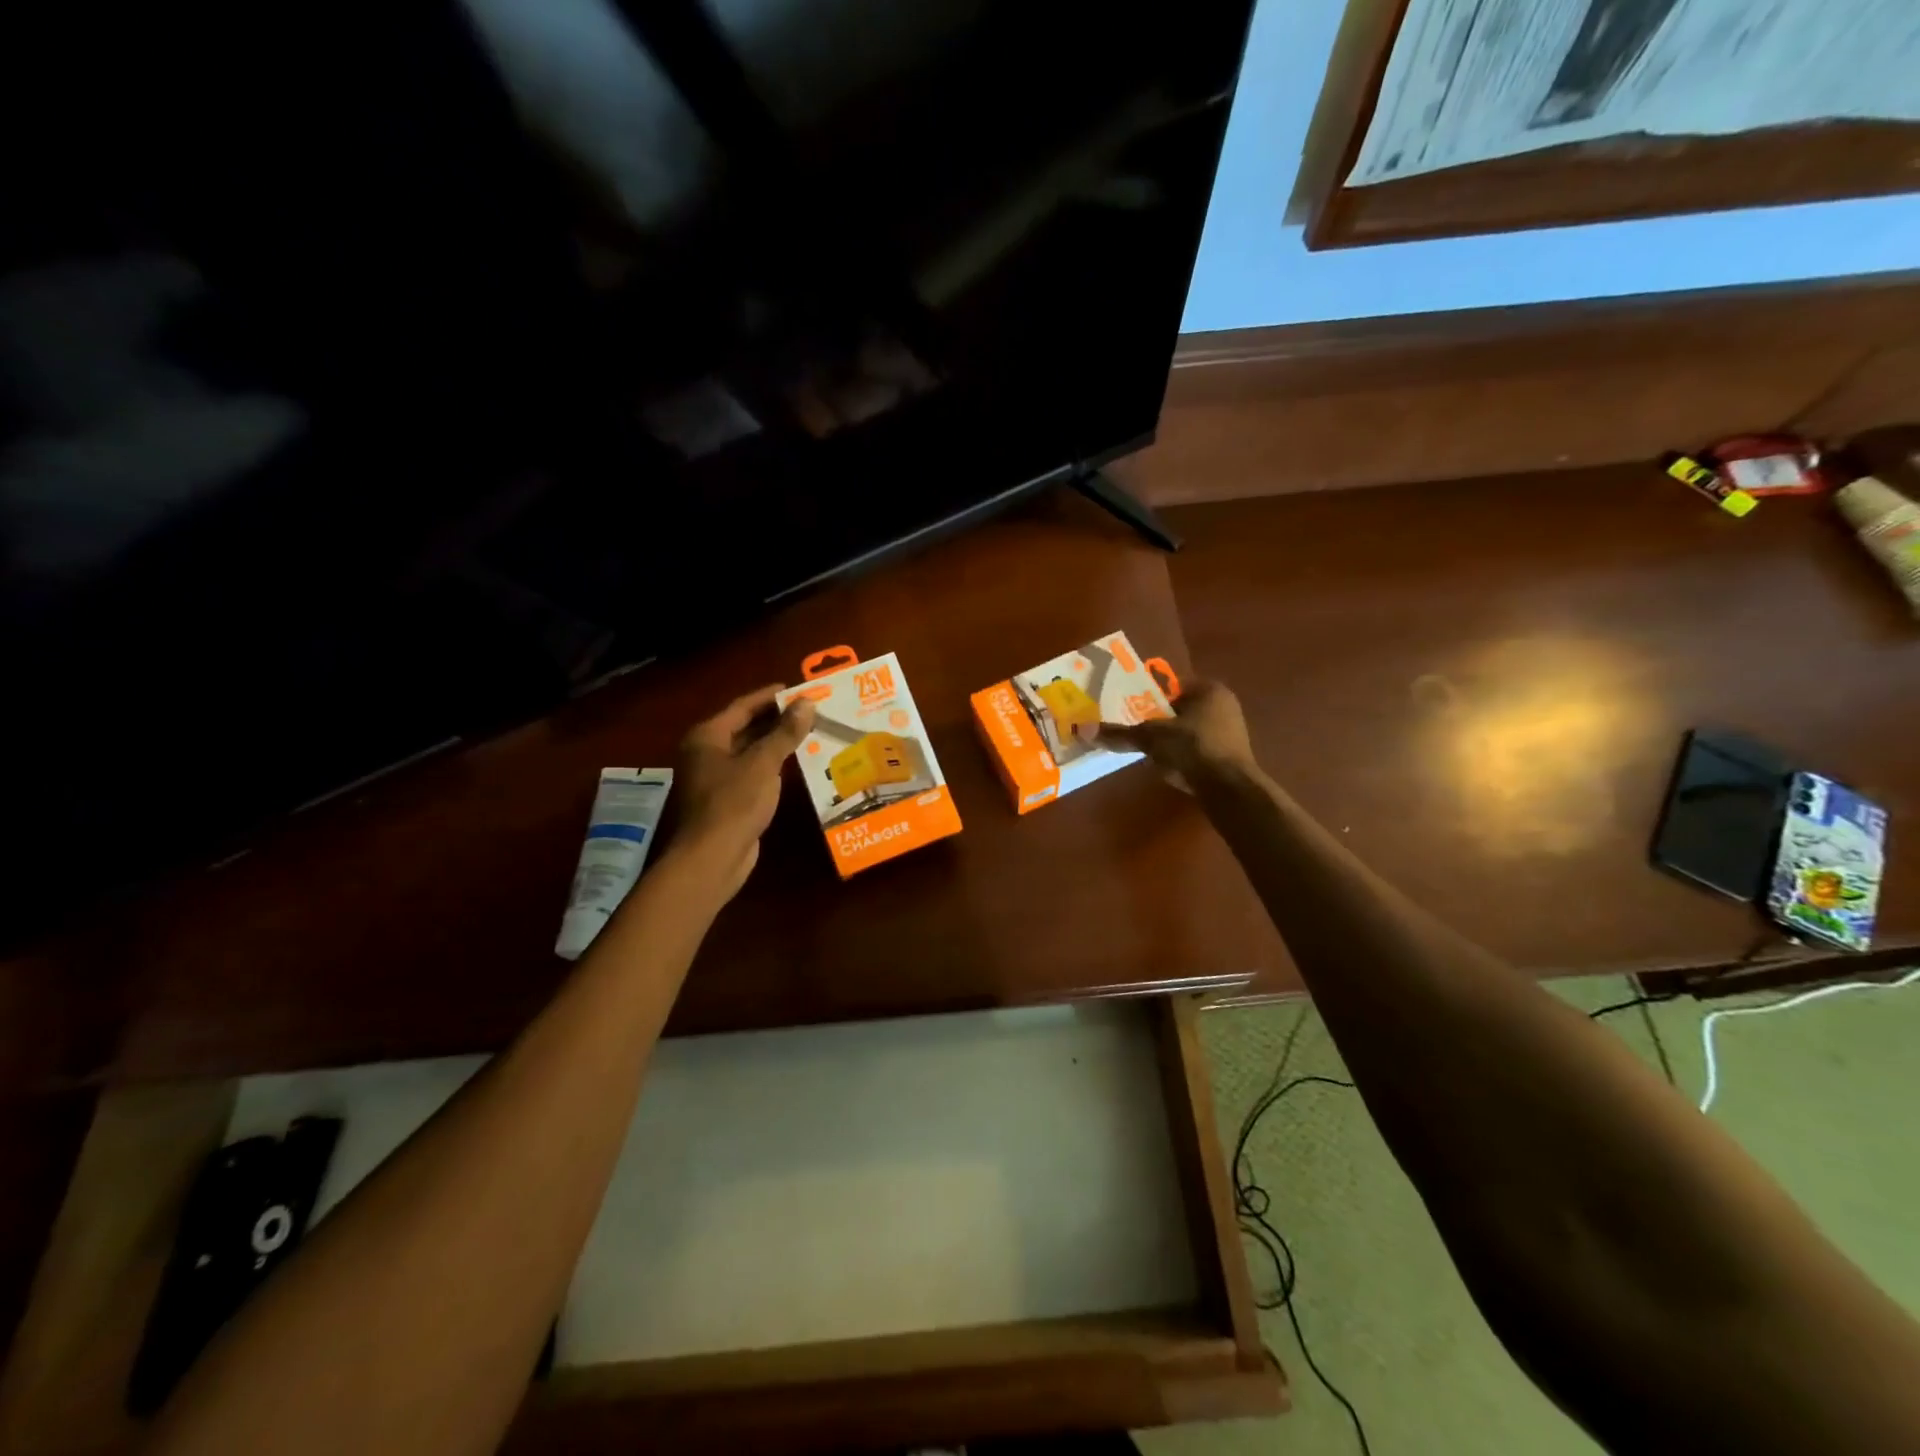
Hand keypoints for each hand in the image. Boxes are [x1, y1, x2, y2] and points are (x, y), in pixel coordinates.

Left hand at [673, 685, 814, 900]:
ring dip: (776, 741)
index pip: (742, 706)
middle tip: (810, 709)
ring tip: (809, 731)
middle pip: (745, 727)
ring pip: (750, 750)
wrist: (713, 857)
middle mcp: (706, 752)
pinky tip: (797, 762)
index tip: (798, 688)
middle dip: (776, 718)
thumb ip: (785, 732)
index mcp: (707, 736)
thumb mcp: (763, 763)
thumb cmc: (734, 803)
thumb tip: (807, 702)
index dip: (770, 696)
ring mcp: (715, 777)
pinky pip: (753, 771)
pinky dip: (773, 764)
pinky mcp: (727, 798)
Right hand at [1096, 678, 1256, 791]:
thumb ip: (1119, 733)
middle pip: (1179, 708)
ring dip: (1169, 738)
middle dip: (1157, 719)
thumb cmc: (1192, 748)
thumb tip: (1081, 730)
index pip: (1171, 685)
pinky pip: (1197, 749)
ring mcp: (1231, 732)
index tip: (1128, 707)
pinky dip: (1181, 755)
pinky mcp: (1229, 757)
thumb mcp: (1150, 737)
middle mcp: (1224, 705)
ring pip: (1188, 730)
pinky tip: (1166, 766)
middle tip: (1133, 729)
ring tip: (1145, 749)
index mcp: (1209, 689)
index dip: (1147, 695)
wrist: (1228, 788)